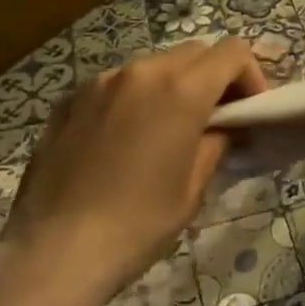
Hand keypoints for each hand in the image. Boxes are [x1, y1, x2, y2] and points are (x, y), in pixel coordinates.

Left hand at [1, 38, 265, 301]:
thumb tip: (224, 126)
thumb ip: (215, 142)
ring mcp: (102, 81)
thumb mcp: (192, 188)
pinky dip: (134, 98)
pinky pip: (117, 84)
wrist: (52, 253)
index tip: (249, 111)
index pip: (233, 53)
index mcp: (181, 89)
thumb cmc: (136, 224)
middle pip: (195, 52)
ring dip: (173, 85)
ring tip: (166, 129)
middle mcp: (143, 71)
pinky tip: (123, 140)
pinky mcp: (71, 98)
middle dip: (213, 77)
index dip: (251, 76)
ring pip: (155, 64)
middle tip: (215, 119)